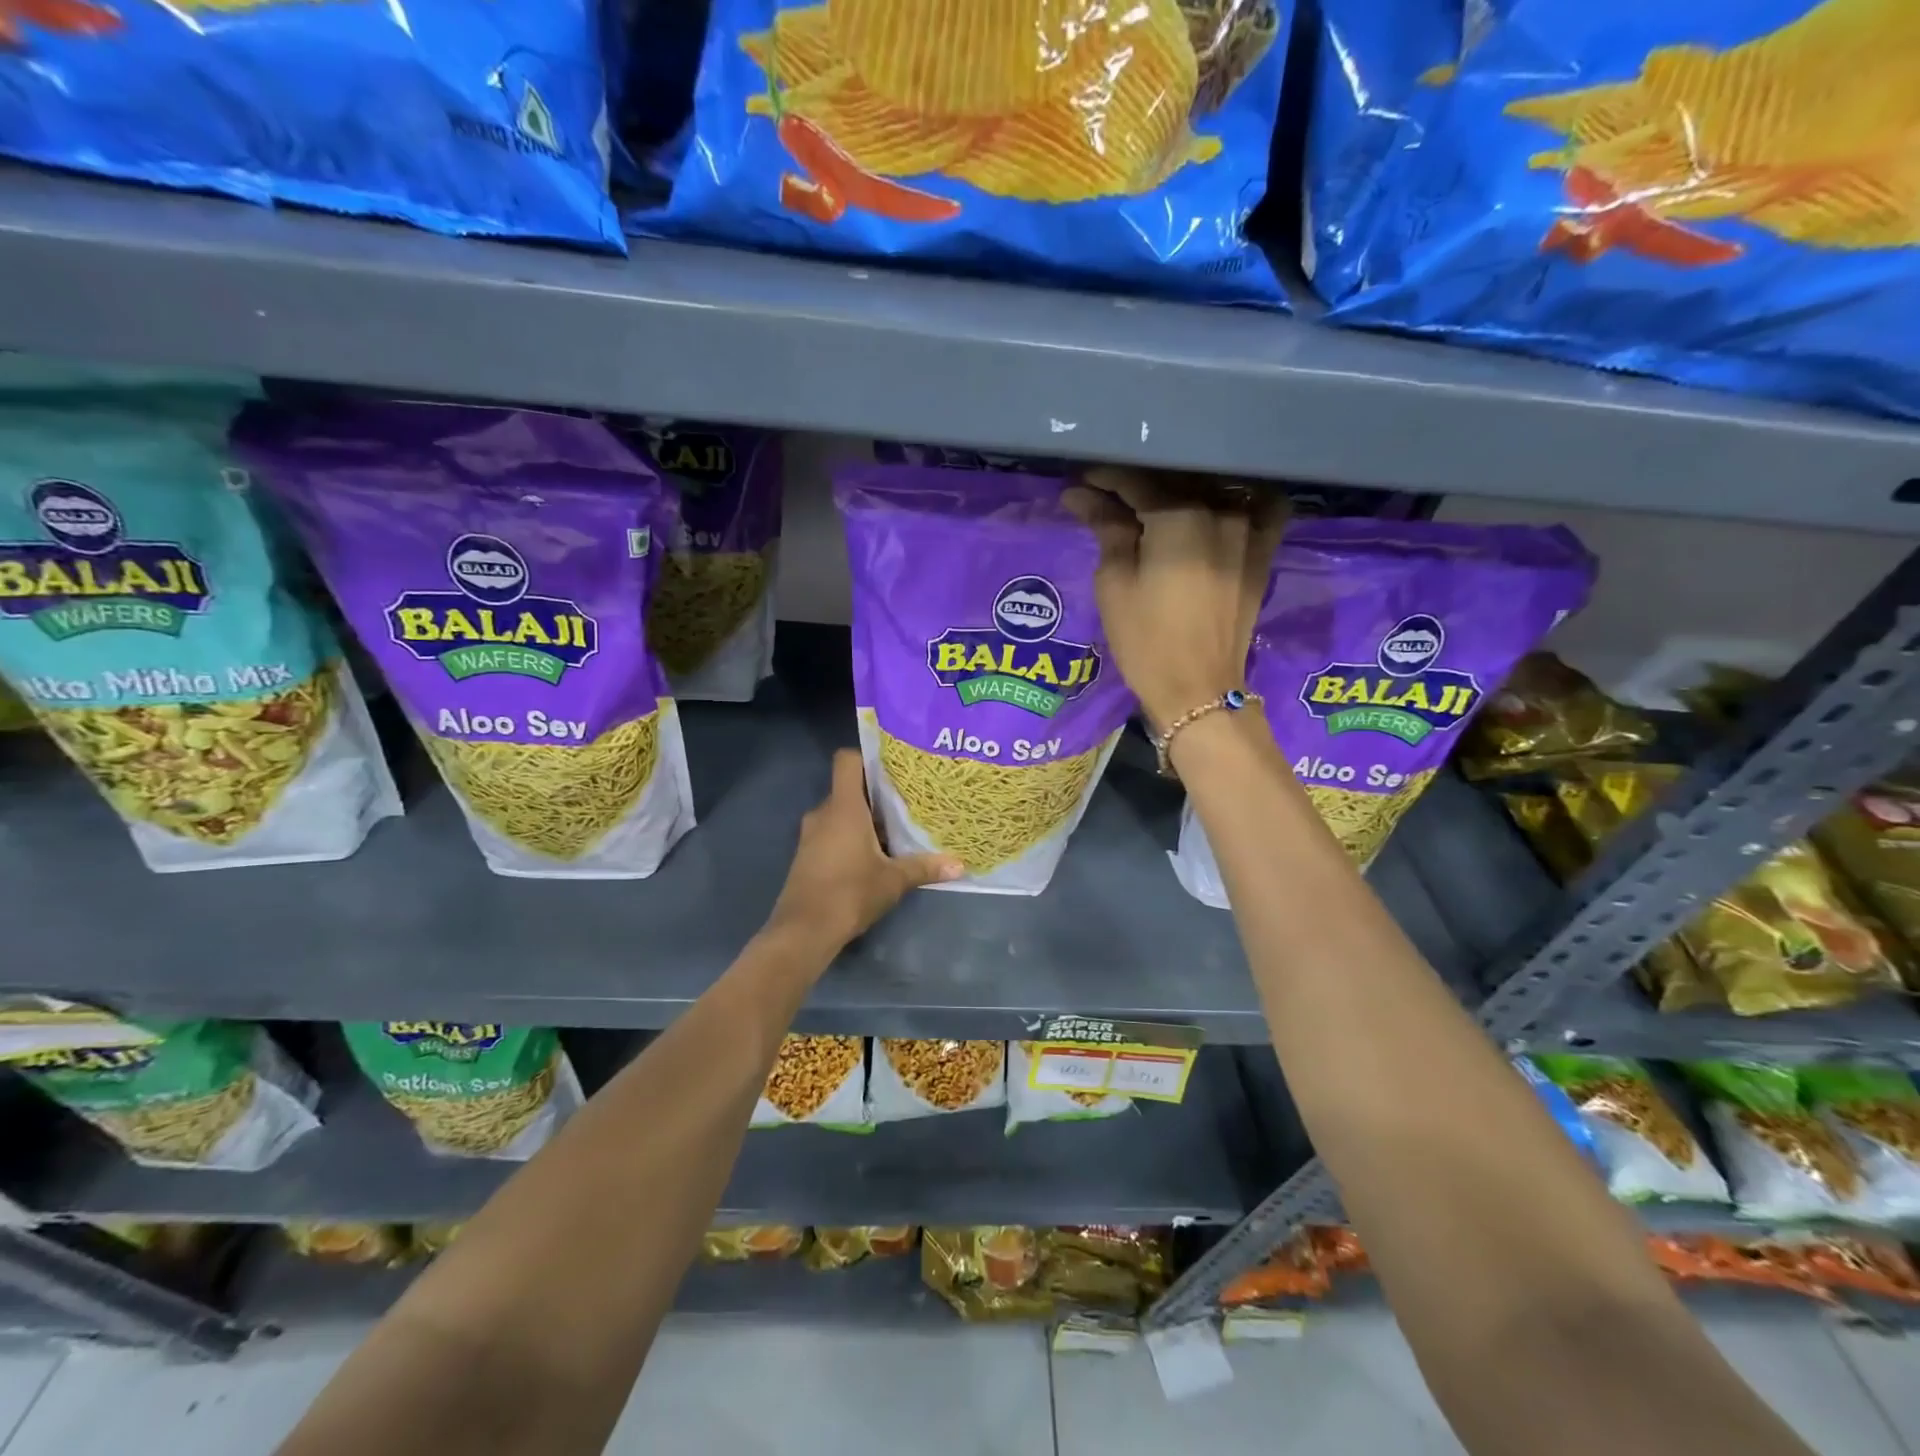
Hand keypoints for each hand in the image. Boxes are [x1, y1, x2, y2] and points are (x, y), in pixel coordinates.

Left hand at [768, 750, 961, 951]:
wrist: (804, 931)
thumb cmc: (850, 893)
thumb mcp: (893, 880)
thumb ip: (924, 867)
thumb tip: (959, 865)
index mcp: (844, 807)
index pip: (847, 761)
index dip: (867, 756)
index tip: (892, 765)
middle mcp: (824, 813)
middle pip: (849, 788)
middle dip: (876, 794)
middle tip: (907, 800)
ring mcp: (811, 834)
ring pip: (841, 813)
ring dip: (865, 818)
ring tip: (896, 828)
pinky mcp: (808, 855)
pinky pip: (832, 832)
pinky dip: (851, 836)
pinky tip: (874, 854)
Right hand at [1064, 466, 1287, 732]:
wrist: (1198, 688)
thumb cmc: (1145, 640)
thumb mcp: (1114, 583)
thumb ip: (1106, 528)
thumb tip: (1082, 494)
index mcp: (1179, 516)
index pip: (1135, 482)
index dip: (1104, 478)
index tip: (1081, 482)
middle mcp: (1220, 510)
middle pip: (1173, 481)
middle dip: (1137, 484)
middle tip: (1107, 495)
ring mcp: (1248, 528)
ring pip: (1210, 489)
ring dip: (1180, 489)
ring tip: (1153, 501)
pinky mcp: (1263, 550)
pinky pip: (1256, 507)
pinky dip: (1236, 497)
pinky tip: (1216, 502)